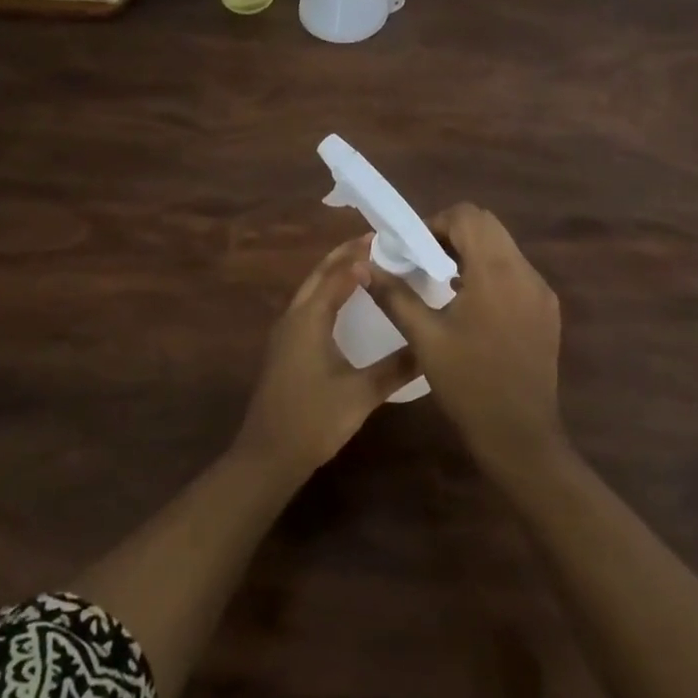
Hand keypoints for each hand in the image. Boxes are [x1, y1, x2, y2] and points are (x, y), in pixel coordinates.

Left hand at [235, 236, 416, 479]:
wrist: (267, 456)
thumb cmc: (313, 420)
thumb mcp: (361, 394)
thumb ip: (396, 368)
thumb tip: (430, 346)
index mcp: (309, 318)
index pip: (337, 274)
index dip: (360, 255)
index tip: (387, 241)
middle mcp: (294, 317)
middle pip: (319, 274)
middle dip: (345, 255)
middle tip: (377, 243)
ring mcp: (285, 332)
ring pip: (311, 289)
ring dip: (334, 272)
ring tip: (365, 264)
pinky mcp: (285, 347)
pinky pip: (308, 305)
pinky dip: (327, 292)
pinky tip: (344, 304)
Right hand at [369, 204, 563, 475]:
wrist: (520, 435)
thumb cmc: (468, 384)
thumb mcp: (424, 338)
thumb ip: (395, 295)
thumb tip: (366, 266)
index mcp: (495, 272)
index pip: (468, 216)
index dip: (437, 223)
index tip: (415, 249)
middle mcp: (525, 272)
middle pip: (488, 225)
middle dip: (453, 234)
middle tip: (427, 262)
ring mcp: (541, 291)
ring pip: (504, 247)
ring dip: (473, 252)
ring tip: (445, 284)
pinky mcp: (548, 310)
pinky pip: (517, 272)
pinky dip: (492, 273)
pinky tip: (473, 306)